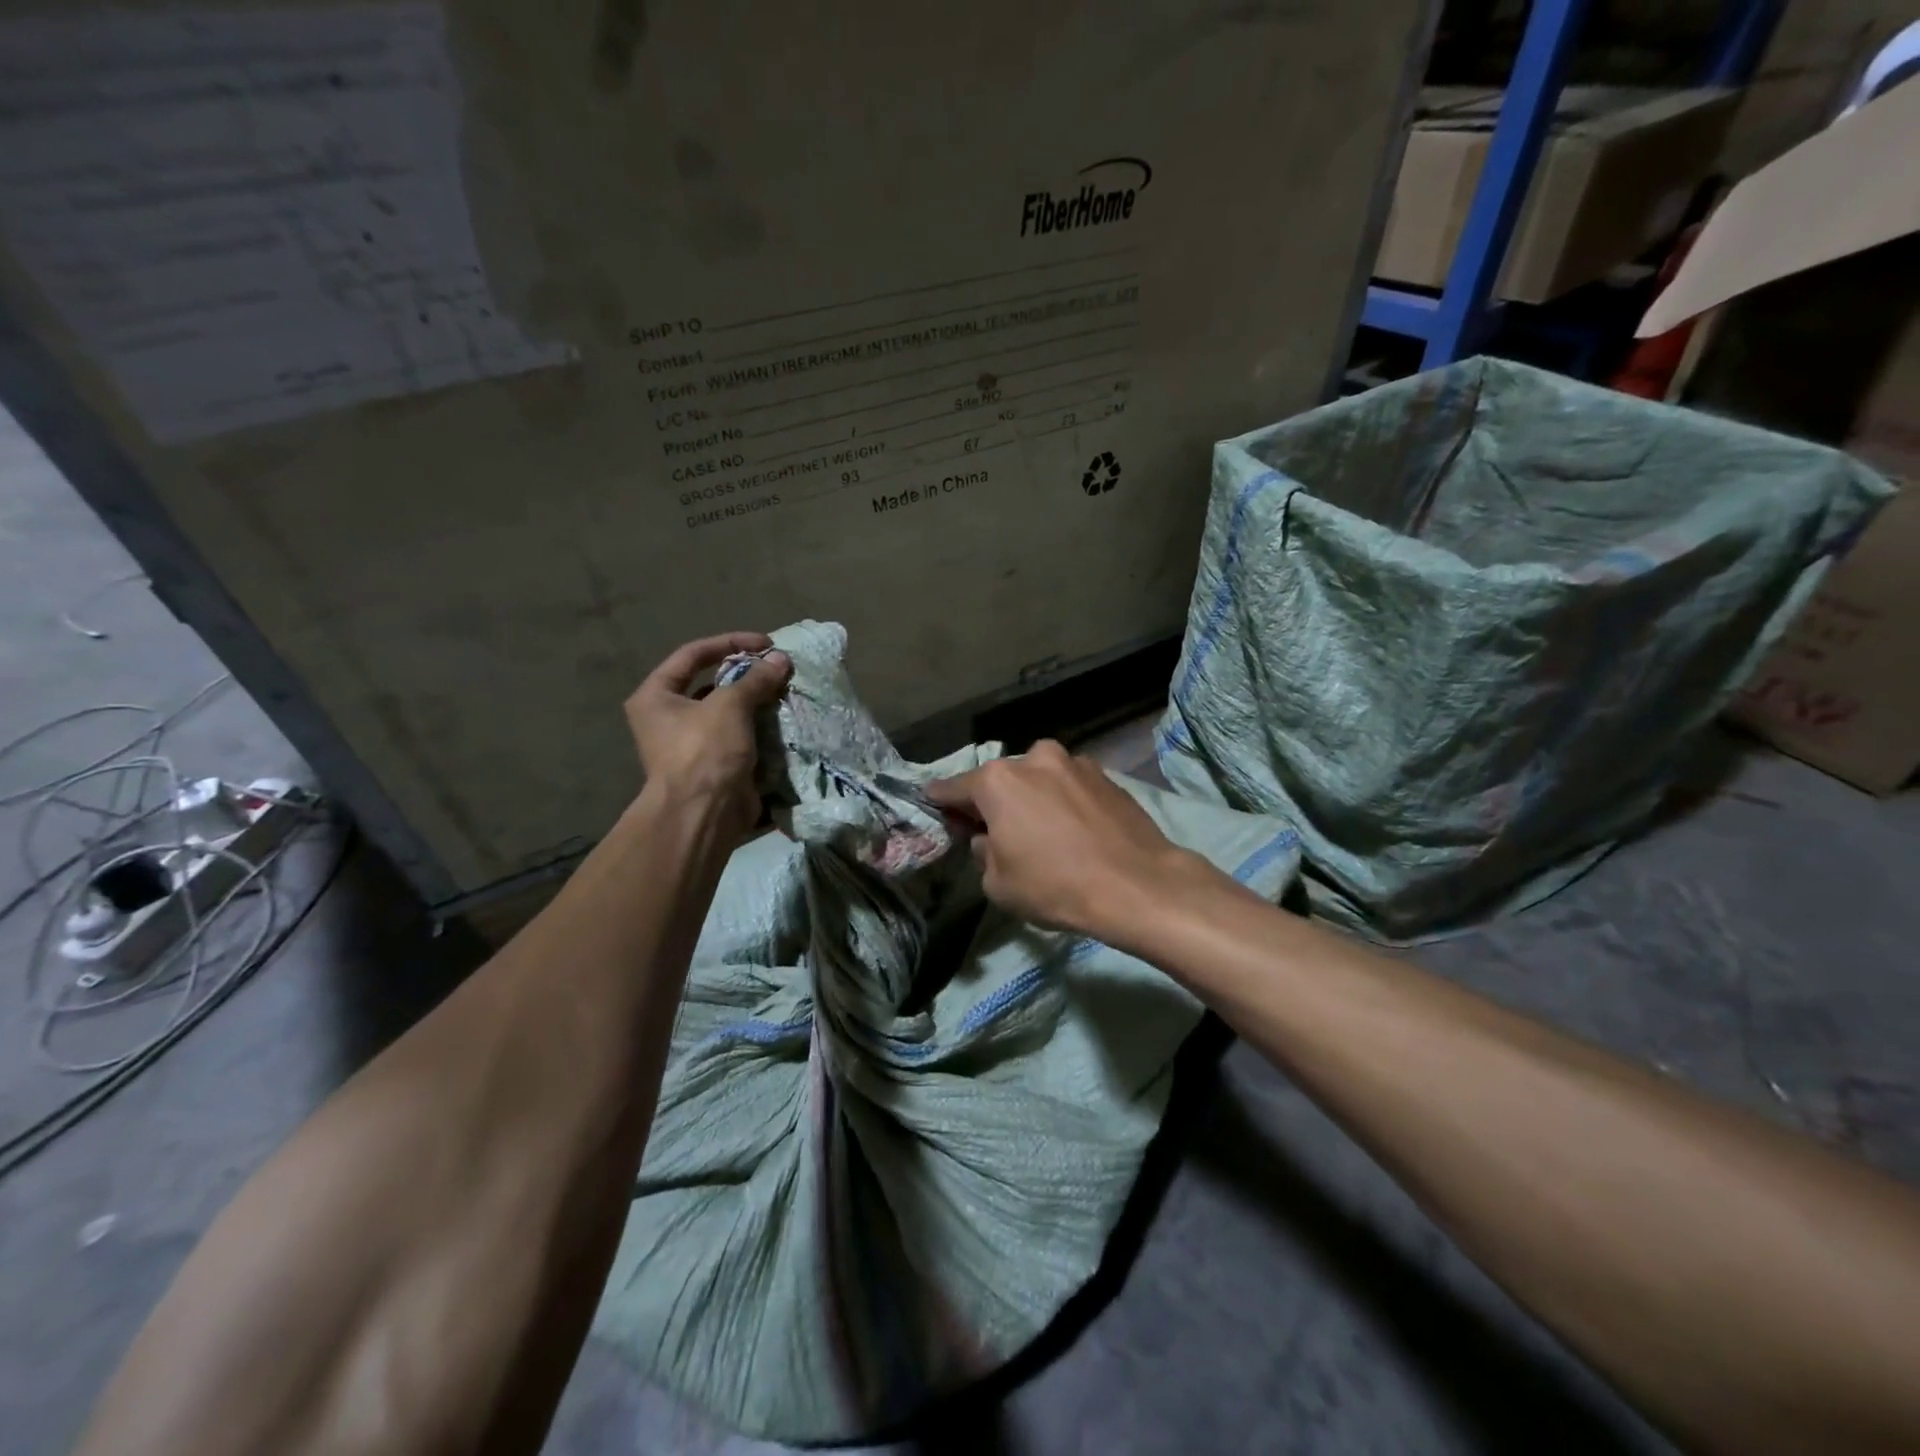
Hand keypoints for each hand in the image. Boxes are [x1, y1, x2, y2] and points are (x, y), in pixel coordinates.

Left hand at [625, 633, 790, 837]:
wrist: (704, 814)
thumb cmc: (704, 751)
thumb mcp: (730, 706)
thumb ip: (756, 679)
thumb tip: (781, 660)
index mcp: (655, 696)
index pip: (693, 655)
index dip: (730, 643)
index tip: (765, 644)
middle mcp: (667, 718)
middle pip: (712, 684)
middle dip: (748, 676)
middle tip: (778, 670)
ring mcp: (691, 745)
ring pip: (730, 713)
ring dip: (757, 703)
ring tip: (786, 693)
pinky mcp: (715, 766)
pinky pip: (741, 738)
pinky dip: (761, 729)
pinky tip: (784, 722)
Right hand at [926, 740, 1208, 941]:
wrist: (1138, 885)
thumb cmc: (1055, 885)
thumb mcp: (998, 883)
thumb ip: (981, 852)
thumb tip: (987, 838)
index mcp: (998, 780)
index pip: (953, 788)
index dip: (941, 803)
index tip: (936, 809)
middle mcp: (1034, 758)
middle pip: (1000, 781)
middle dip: (995, 802)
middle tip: (998, 831)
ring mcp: (1074, 762)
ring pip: (1039, 780)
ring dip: (1034, 799)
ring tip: (1045, 833)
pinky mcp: (1106, 775)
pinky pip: (1070, 787)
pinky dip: (1064, 802)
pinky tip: (1076, 831)